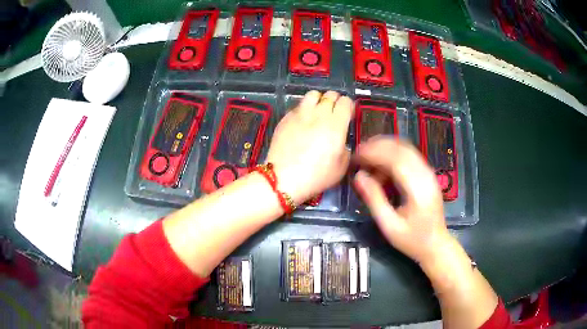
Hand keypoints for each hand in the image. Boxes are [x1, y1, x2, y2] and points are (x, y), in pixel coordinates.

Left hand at [266, 90, 352, 204]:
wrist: (284, 178)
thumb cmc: (317, 175)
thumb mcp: (341, 167)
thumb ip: (346, 149)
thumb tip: (342, 142)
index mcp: (336, 124)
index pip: (345, 102)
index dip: (348, 106)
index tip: (347, 115)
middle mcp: (318, 114)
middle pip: (330, 95)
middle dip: (335, 101)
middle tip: (334, 113)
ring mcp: (300, 114)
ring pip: (312, 95)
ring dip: (319, 100)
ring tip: (318, 112)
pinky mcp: (286, 118)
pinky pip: (298, 106)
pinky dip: (304, 110)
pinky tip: (302, 122)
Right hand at [353, 136, 451, 265]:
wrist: (436, 245)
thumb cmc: (412, 240)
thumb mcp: (389, 225)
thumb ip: (374, 199)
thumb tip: (358, 176)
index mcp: (418, 189)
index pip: (395, 159)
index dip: (373, 153)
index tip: (355, 156)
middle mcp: (426, 175)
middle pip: (401, 149)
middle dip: (377, 146)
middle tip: (358, 154)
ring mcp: (429, 173)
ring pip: (406, 149)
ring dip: (385, 148)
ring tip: (366, 157)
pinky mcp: (428, 174)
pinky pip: (409, 156)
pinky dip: (393, 154)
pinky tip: (381, 165)